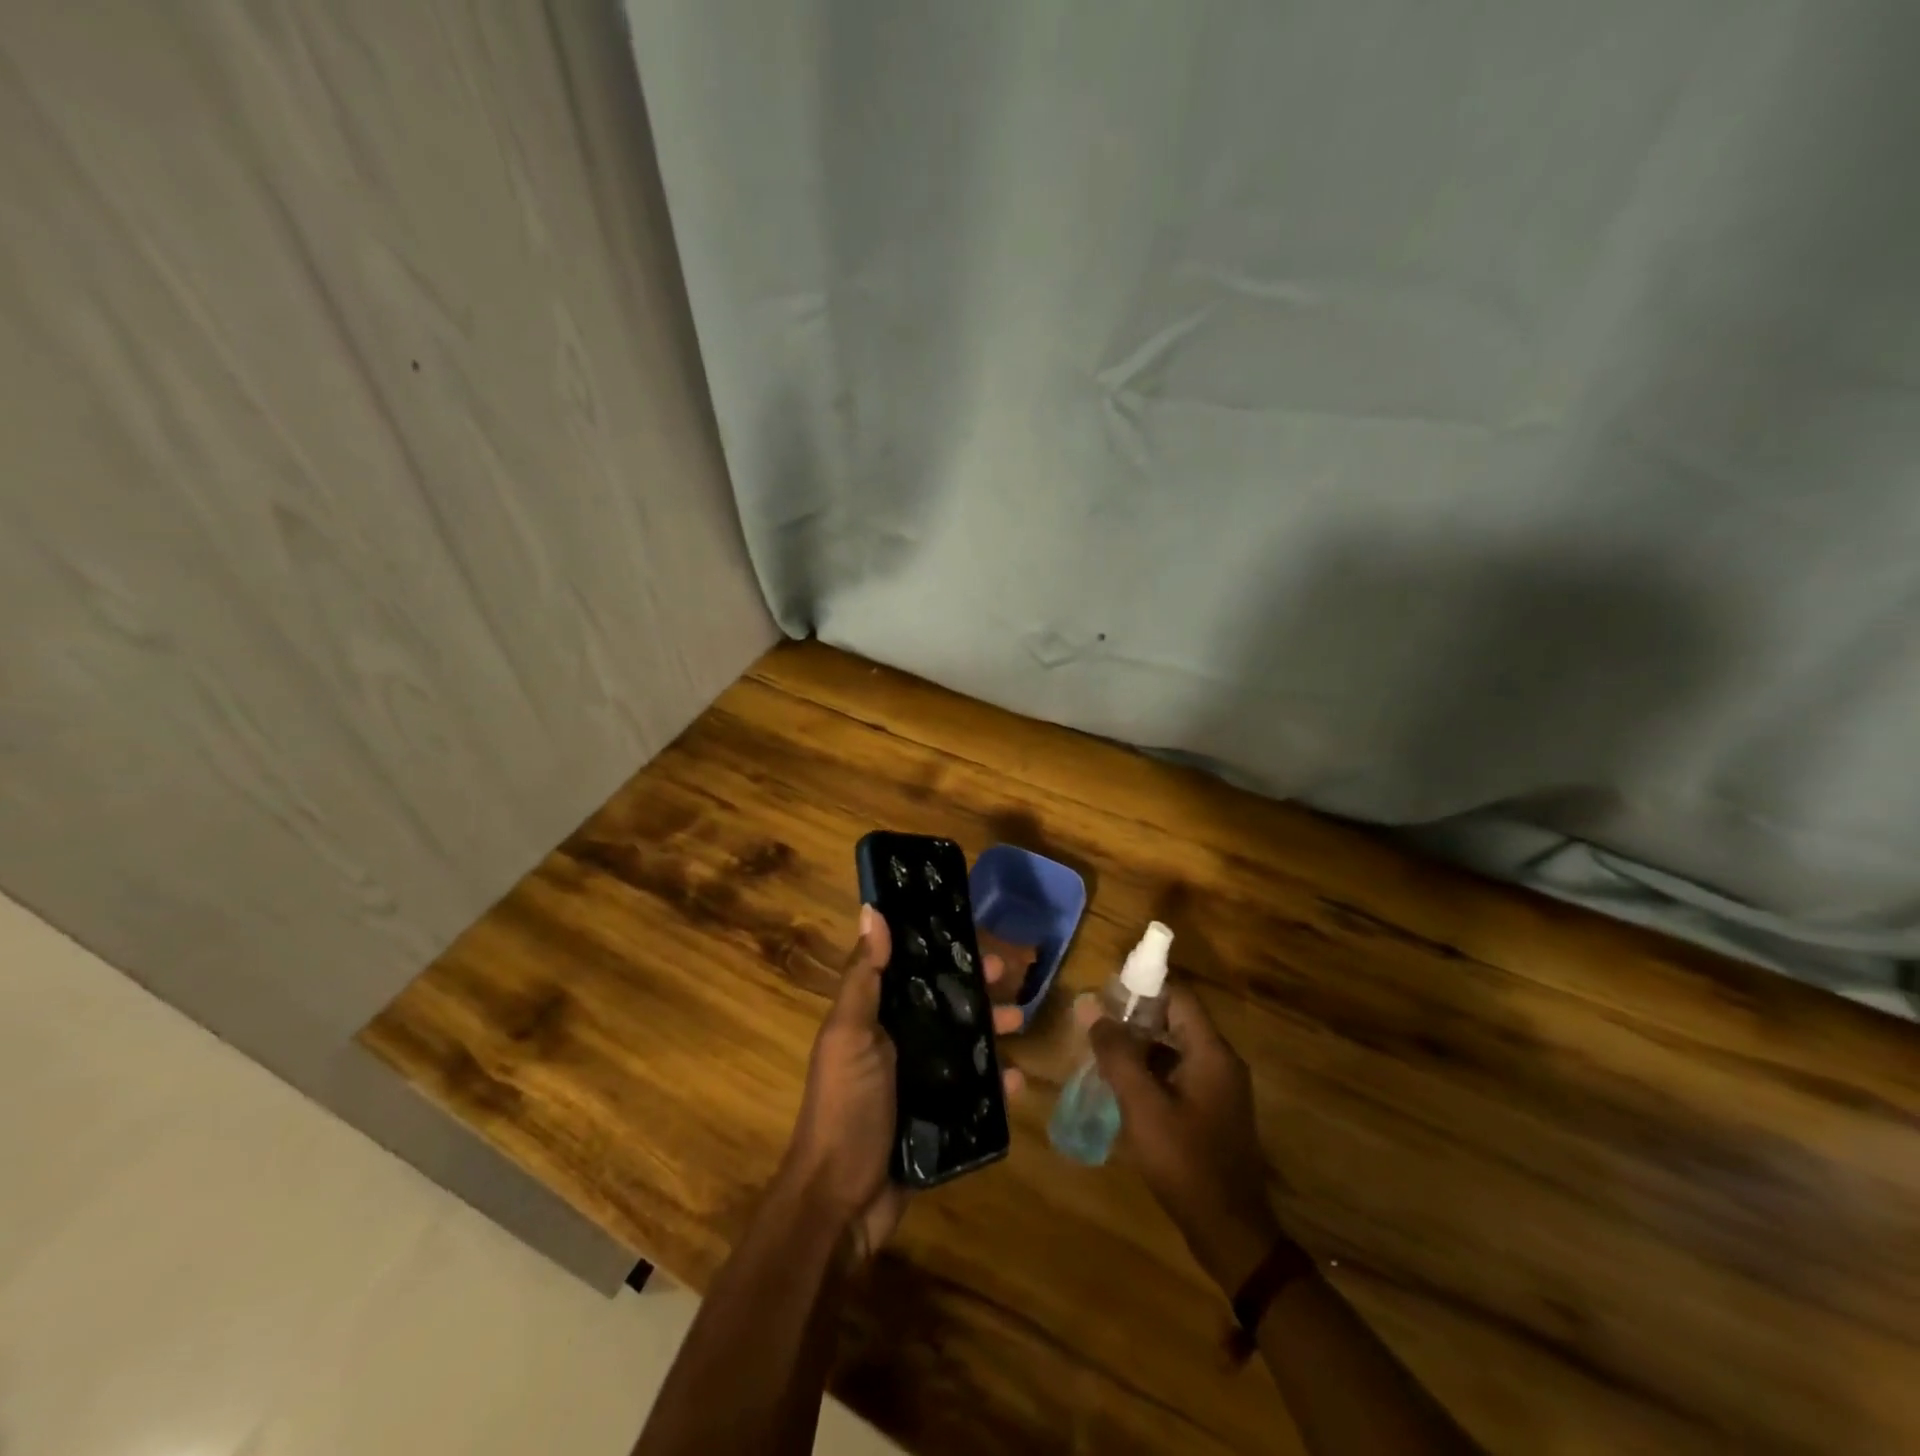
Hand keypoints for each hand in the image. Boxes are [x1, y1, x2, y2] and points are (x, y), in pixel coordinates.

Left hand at [782, 905, 1024, 1262]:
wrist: (841, 1202)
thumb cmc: (844, 1107)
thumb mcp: (850, 1035)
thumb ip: (864, 977)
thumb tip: (872, 910)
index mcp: (874, 1017)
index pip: (910, 969)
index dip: (940, 949)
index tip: (972, 933)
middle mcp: (897, 1043)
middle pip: (943, 1004)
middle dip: (975, 987)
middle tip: (1010, 974)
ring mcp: (918, 1082)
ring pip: (964, 1043)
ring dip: (993, 1029)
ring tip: (1023, 1020)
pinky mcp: (937, 1118)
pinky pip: (973, 1093)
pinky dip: (996, 1085)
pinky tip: (1018, 1081)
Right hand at [1082, 983, 1282, 1293]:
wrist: (1230, 1233)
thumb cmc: (1186, 1162)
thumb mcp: (1143, 1105)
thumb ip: (1116, 1053)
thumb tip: (1090, 1006)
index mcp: (1211, 1052)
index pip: (1178, 995)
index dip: (1143, 986)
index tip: (1107, 990)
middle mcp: (1221, 1062)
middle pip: (1176, 1019)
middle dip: (1135, 1017)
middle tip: (1097, 1024)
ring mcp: (1220, 1088)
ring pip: (1175, 1048)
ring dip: (1141, 1045)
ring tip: (1102, 1052)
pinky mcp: (1213, 1111)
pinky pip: (1180, 1073)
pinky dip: (1152, 1070)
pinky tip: (1124, 1087)